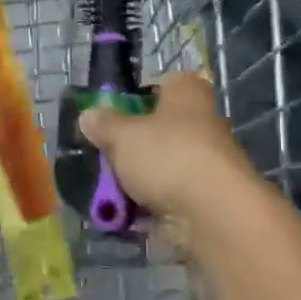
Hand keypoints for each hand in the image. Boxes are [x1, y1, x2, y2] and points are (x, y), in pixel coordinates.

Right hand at [78, 71, 260, 226]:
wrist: (212, 215)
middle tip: (101, 155)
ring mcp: (204, 163)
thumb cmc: (167, 156)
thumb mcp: (122, 134)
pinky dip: (146, 206)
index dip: (135, 97)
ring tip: (105, 190)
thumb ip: (103, 124)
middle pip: (157, 129)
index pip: (161, 84)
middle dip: (129, 145)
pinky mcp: (203, 199)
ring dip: (135, 178)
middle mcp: (201, 123)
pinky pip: (166, 197)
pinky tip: (122, 213)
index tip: (110, 114)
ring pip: (160, 165)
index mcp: (187, 93)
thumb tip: (88, 115)